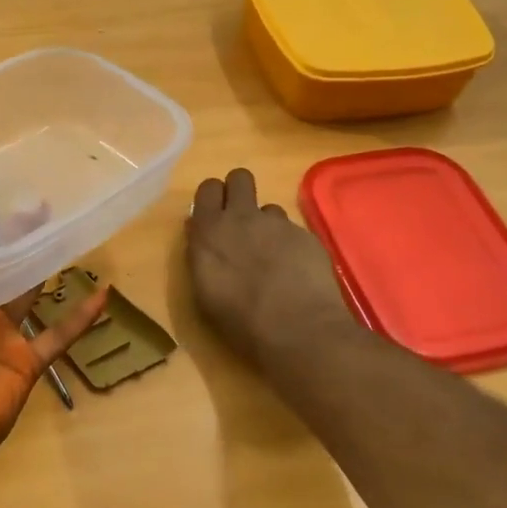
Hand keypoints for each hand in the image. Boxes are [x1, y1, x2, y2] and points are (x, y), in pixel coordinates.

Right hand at [187, 168, 351, 365]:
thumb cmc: (240, 320)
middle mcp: (242, 217)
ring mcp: (277, 224)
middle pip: (239, 177)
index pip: (207, 188)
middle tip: (240, 221)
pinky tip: (295, 271)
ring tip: (271, 256)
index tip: (214, 216)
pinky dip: (290, 244)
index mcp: (210, 230)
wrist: (297, 329)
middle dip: (239, 191)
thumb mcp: (204, 291)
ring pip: (268, 207)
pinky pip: (292, 229)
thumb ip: (201, 254)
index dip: (213, 198)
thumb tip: (200, 234)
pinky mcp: (305, 235)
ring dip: (266, 224)